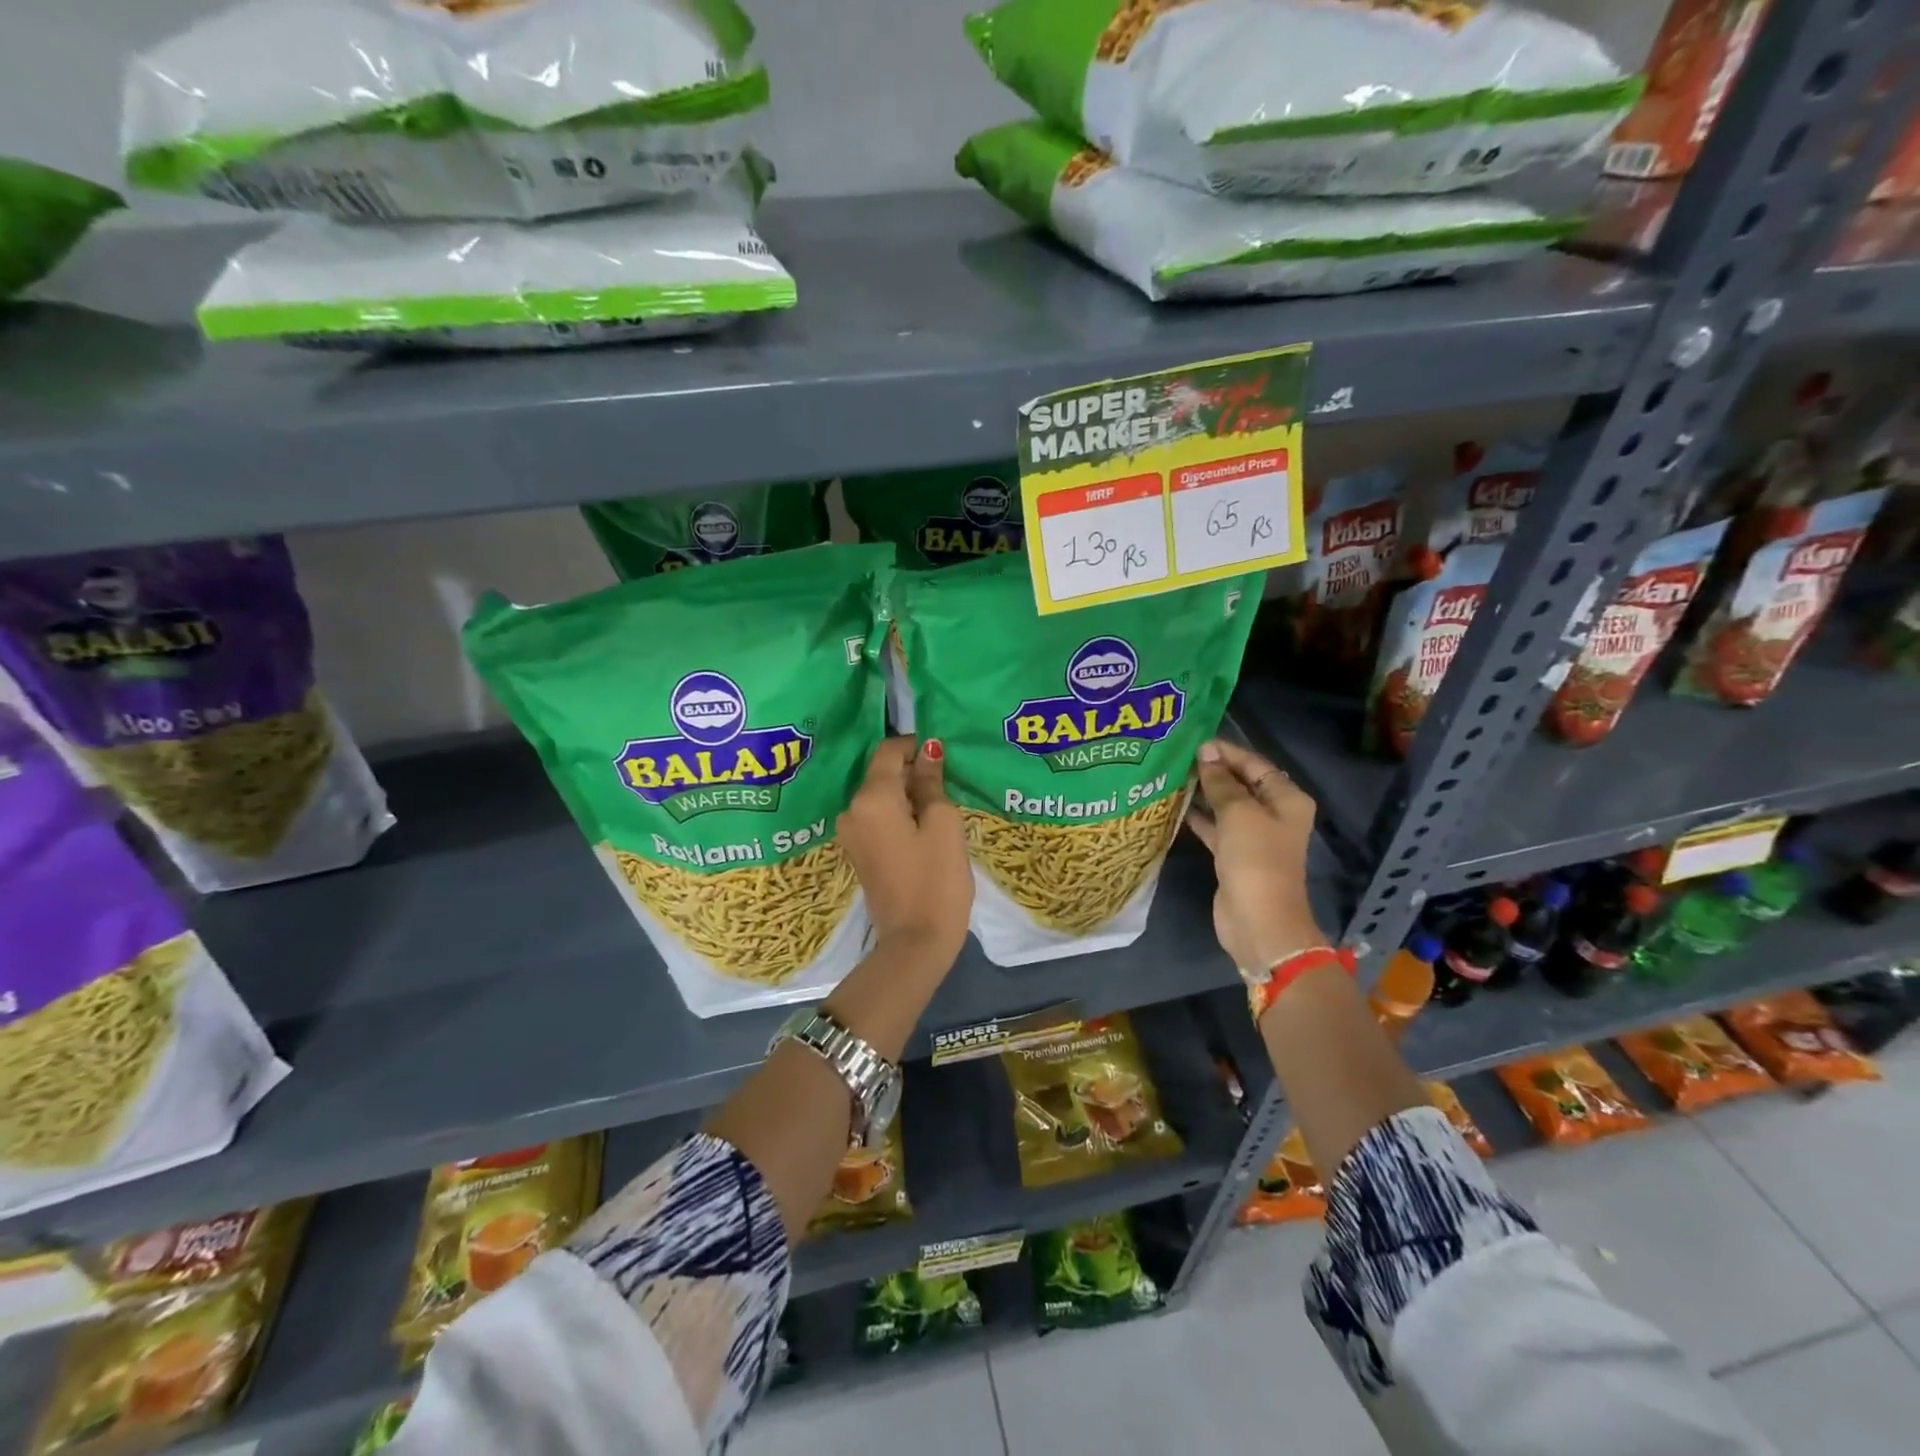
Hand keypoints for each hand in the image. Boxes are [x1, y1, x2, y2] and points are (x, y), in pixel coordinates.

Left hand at [837, 736, 973, 970]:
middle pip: (882, 773)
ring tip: (940, 808)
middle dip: (913, 772)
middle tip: (948, 785)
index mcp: (871, 797)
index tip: (943, 755)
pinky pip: (877, 818)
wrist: (915, 941)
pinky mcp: (858, 852)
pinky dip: (898, 814)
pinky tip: (924, 828)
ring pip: (880, 797)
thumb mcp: (942, 823)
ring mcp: (851, 833)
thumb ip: (931, 782)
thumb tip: (928, 750)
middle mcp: (852, 809)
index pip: (888, 751)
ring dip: (908, 795)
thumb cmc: (936, 878)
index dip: (915, 746)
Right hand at [1185, 738, 1325, 972]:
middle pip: (1241, 782)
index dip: (1226, 751)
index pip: (1255, 764)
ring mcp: (1254, 836)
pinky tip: (1175, 806)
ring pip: (1226, 805)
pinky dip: (1199, 817)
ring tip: (1173, 775)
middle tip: (1178, 755)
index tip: (1194, 741)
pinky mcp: (1235, 855)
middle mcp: (1273, 814)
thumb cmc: (1256, 859)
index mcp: (1286, 799)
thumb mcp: (1238, 813)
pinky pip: (1216, 827)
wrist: (1259, 921)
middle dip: (1213, 770)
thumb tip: (1206, 752)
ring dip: (1204, 792)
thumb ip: (1221, 782)